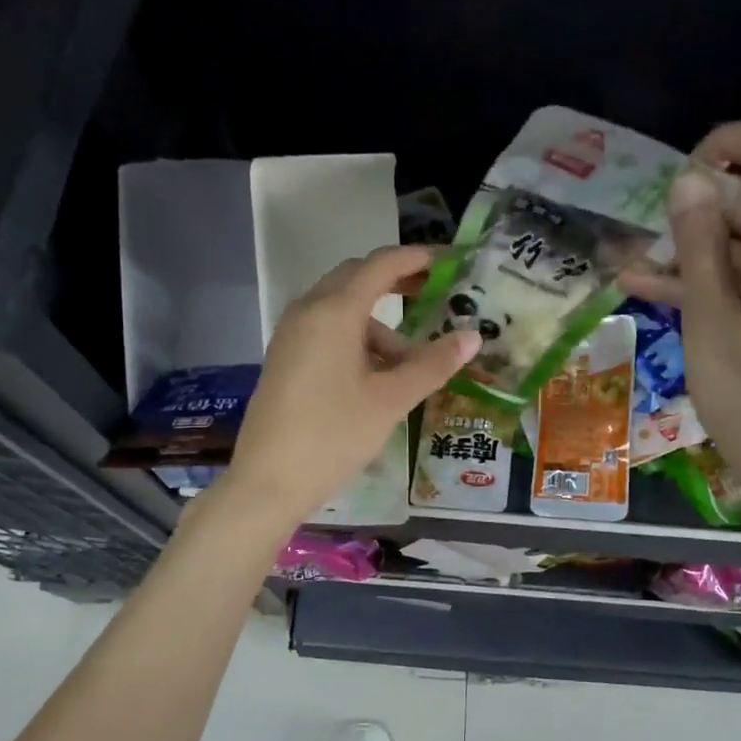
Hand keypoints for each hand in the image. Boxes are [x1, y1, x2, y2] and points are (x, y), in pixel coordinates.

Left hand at [226, 245, 479, 524]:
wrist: (267, 483)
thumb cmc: (333, 436)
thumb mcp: (391, 400)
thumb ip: (433, 364)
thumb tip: (473, 335)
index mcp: (334, 311)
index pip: (381, 264)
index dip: (418, 258)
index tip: (451, 261)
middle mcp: (308, 312)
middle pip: (357, 279)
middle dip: (398, 283)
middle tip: (436, 296)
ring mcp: (291, 336)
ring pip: (343, 311)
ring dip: (380, 326)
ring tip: (411, 366)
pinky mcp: (285, 359)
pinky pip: (326, 332)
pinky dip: (357, 342)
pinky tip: (376, 379)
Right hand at [623, 122, 740, 512]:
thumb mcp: (708, 316)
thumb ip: (698, 244)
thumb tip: (688, 180)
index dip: (732, 142)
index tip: (683, 174)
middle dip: (697, 211)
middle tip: (644, 238)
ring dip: (693, 252)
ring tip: (633, 269)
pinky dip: (709, 280)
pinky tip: (651, 289)